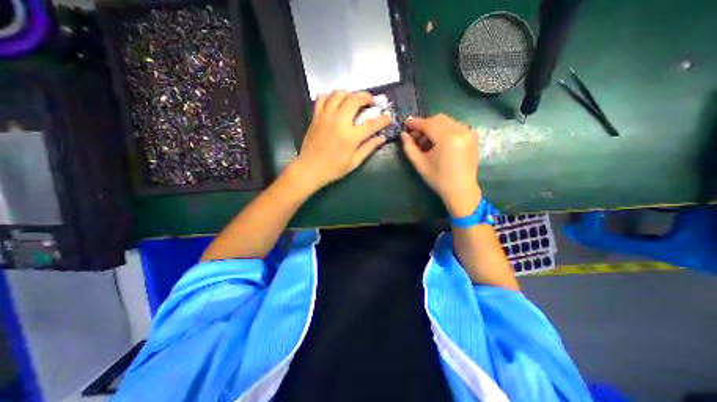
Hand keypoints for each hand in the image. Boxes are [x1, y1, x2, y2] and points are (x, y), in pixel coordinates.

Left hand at [290, 89, 390, 189]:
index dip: (382, 120)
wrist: (310, 169)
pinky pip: (322, 98)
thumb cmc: (334, 168)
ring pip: (339, 94)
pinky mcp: (316, 116)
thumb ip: (369, 148)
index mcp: (351, 136)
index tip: (388, 117)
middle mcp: (339, 121)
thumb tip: (382, 138)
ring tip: (354, 100)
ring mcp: (326, 116)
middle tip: (371, 102)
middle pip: (355, 100)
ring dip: (350, 93)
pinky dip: (330, 96)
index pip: (371, 124)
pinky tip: (335, 103)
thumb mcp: (354, 162)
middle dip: (366, 97)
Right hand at [402, 112, 481, 216]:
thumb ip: (409, 147)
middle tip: (415, 135)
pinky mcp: (472, 136)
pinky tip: (438, 141)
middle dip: (425, 124)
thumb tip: (403, 134)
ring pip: (447, 121)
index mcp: (448, 139)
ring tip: (426, 141)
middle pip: (438, 119)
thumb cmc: (438, 179)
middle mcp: (461, 131)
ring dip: (434, 127)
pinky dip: (444, 129)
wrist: (461, 190)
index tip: (406, 123)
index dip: (415, 123)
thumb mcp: (420, 164)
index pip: (428, 124)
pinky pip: (455, 126)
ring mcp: (469, 132)